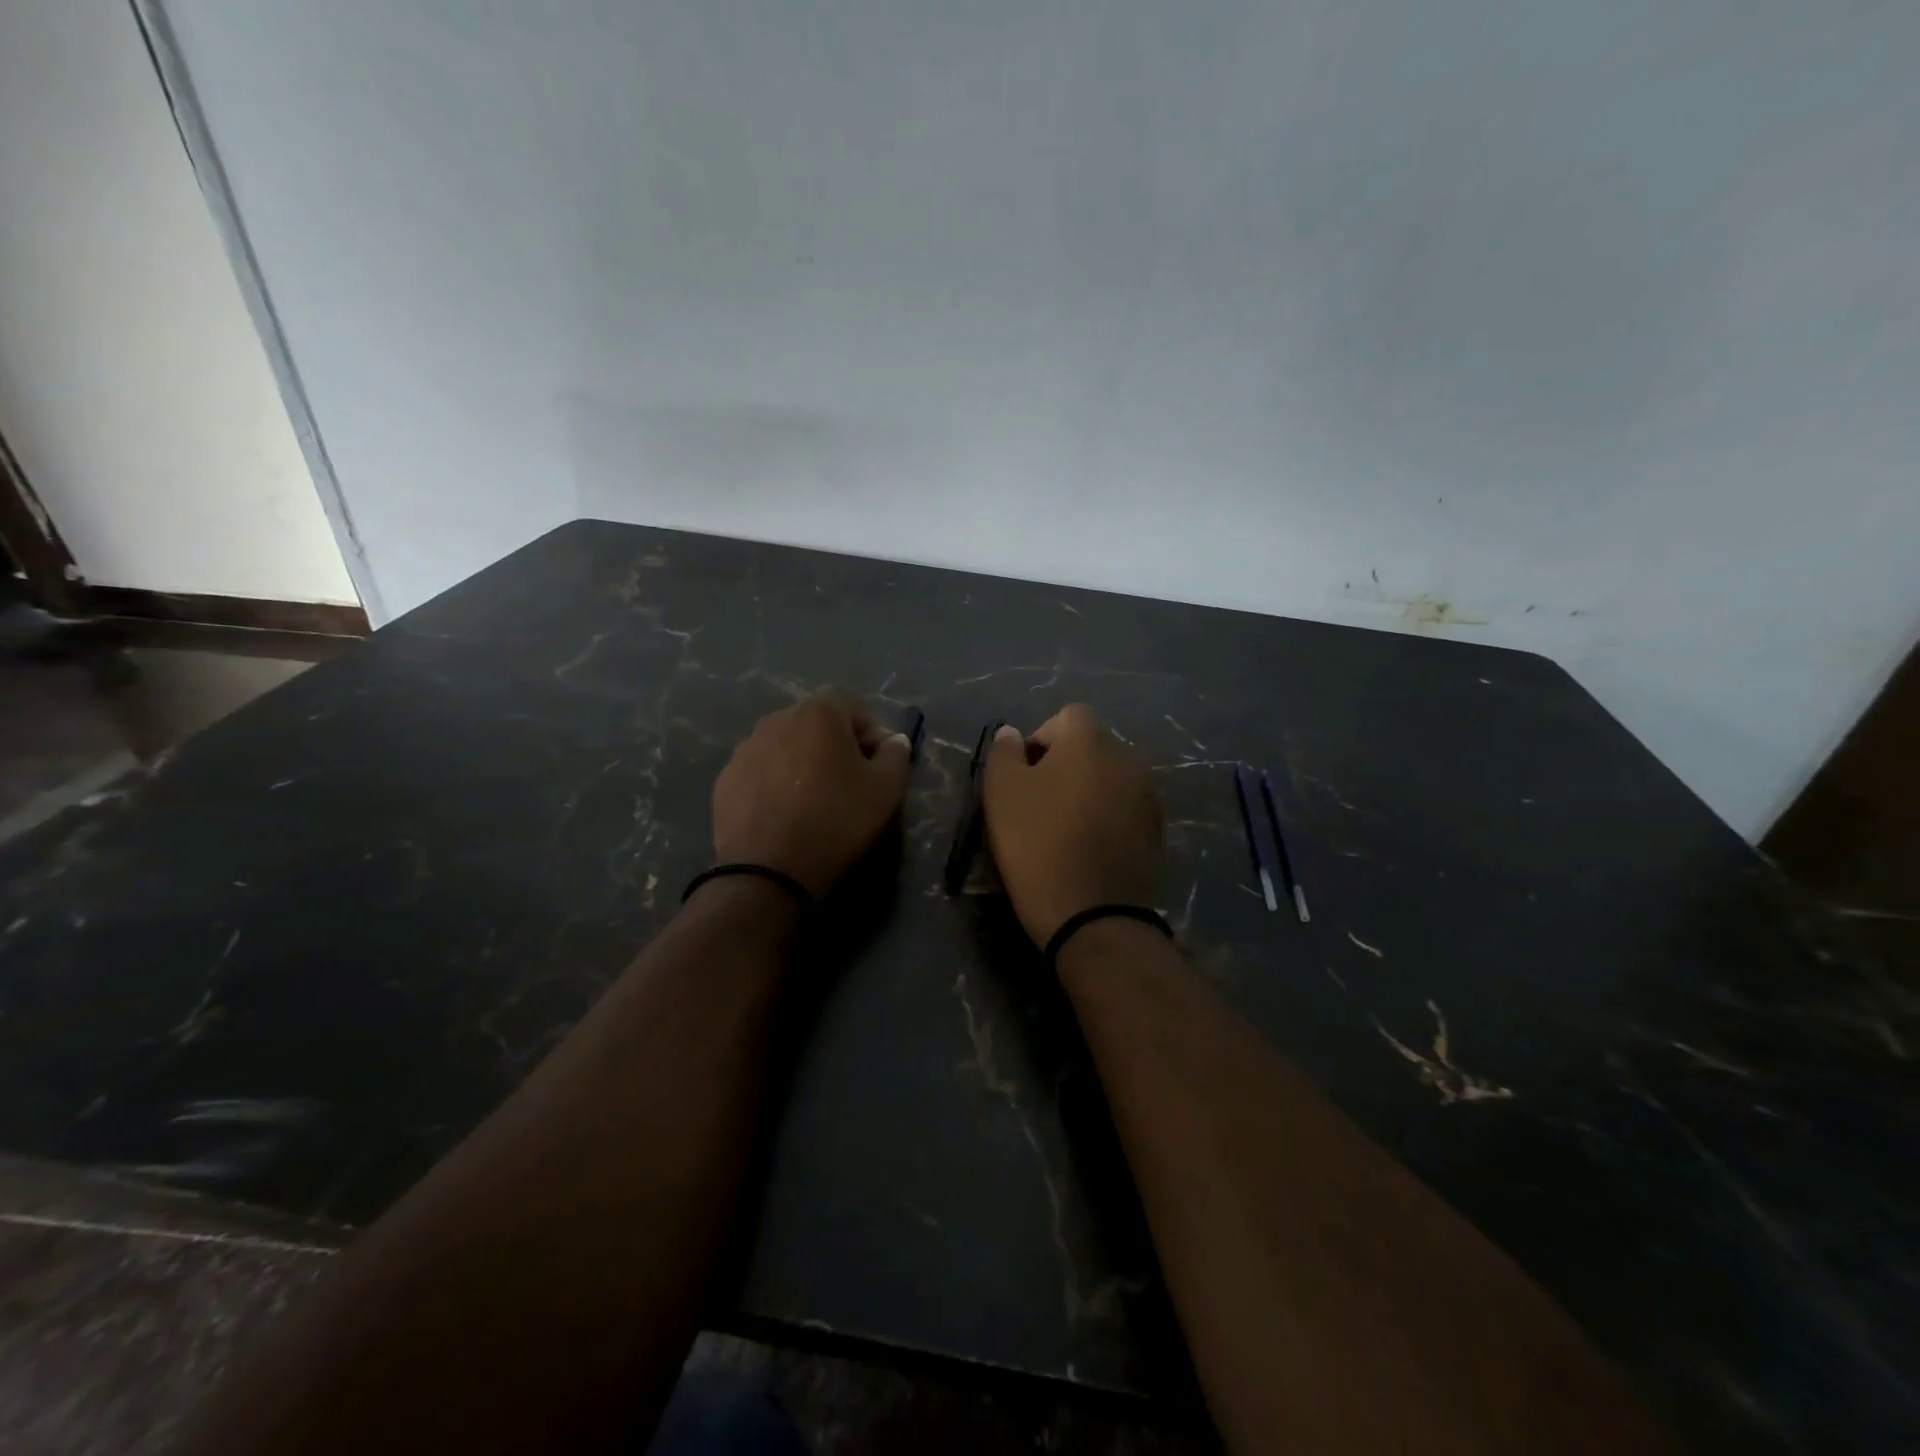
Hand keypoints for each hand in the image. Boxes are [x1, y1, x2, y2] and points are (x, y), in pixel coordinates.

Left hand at [711, 695, 912, 899]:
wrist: (767, 871)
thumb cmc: (836, 821)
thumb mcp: (886, 790)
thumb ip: (896, 755)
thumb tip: (894, 741)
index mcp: (818, 713)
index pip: (854, 706)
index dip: (872, 733)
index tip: (878, 766)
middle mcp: (777, 719)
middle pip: (817, 724)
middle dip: (836, 746)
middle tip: (848, 783)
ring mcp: (745, 749)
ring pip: (786, 747)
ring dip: (803, 763)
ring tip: (813, 801)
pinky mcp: (725, 779)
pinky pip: (761, 772)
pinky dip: (775, 784)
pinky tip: (784, 815)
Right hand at [983, 704, 1163, 947]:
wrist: (1092, 915)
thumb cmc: (1037, 843)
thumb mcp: (1002, 792)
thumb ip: (1003, 752)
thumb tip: (1013, 733)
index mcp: (1091, 741)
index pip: (1066, 717)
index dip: (1040, 740)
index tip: (1022, 777)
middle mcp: (1128, 758)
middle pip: (1091, 748)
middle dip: (1065, 767)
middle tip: (1038, 805)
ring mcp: (1149, 797)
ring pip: (1110, 781)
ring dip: (1088, 794)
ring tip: (1064, 831)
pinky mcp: (1158, 833)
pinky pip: (1125, 812)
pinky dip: (1107, 821)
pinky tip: (1089, 851)